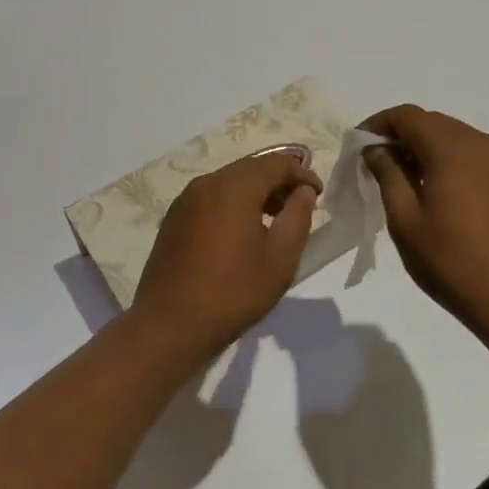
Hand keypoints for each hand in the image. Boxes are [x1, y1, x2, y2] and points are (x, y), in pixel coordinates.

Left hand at [130, 151, 322, 355]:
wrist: (170, 325)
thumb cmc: (233, 292)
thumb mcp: (280, 257)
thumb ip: (298, 216)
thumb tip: (303, 191)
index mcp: (233, 187)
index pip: (276, 163)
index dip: (302, 174)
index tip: (319, 195)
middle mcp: (205, 184)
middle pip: (250, 169)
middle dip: (278, 182)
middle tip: (300, 207)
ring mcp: (185, 202)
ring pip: (229, 183)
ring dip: (256, 193)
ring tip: (275, 221)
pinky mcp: (174, 220)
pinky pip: (211, 199)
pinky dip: (233, 205)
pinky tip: (243, 233)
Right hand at [360, 105, 488, 345]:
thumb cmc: (452, 262)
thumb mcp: (405, 220)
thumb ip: (388, 174)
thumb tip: (376, 148)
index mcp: (454, 149)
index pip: (408, 116)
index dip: (379, 124)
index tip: (359, 146)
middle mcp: (485, 143)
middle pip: (434, 124)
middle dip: (403, 138)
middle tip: (378, 167)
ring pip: (457, 139)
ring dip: (428, 151)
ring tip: (408, 183)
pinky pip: (478, 157)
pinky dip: (453, 163)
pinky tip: (442, 194)